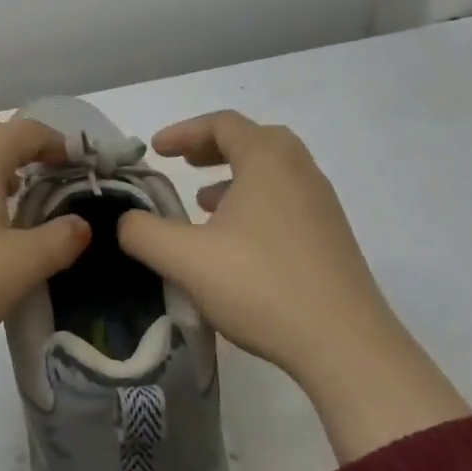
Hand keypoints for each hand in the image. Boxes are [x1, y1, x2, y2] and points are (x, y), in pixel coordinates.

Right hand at [116, 110, 468, 462]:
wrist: (346, 346)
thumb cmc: (261, 286)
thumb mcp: (185, 258)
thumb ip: (142, 232)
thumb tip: (125, 221)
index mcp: (268, 161)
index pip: (224, 124)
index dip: (184, 131)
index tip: (156, 151)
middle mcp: (300, 172)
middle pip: (254, 140)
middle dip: (213, 147)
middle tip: (184, 164)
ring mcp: (322, 205)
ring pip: (274, 171)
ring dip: (235, 176)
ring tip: (203, 204)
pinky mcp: (332, 238)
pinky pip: (287, 199)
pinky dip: (256, 202)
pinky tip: (236, 242)